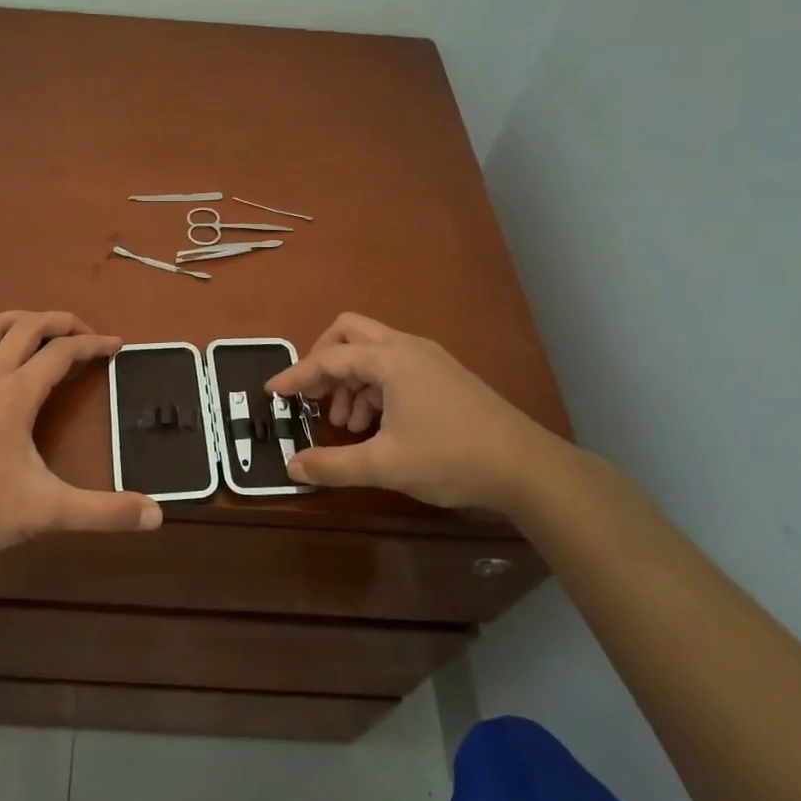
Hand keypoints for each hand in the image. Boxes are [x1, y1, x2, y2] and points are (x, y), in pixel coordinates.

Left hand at [0, 311, 162, 557]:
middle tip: (84, 334)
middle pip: (28, 325)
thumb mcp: (48, 511)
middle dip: (62, 322)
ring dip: (22, 320)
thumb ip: (103, 512)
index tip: (117, 345)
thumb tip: (157, 515)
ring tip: (41, 332)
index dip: (94, 344)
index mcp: (17, 392)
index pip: (63, 351)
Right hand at [265, 312, 580, 516]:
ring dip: (350, 380)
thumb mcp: (385, 465)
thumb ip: (333, 465)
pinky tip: (376, 424)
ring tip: (347, 424)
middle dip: (323, 361)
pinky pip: (394, 366)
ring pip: (373, 351)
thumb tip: (293, 467)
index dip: (296, 376)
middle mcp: (407, 347)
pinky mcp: (444, 374)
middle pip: (349, 332)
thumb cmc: (451, 458)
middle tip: (313, 397)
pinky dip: (374, 386)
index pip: (328, 358)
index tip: (273, 392)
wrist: (527, 468)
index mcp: (390, 359)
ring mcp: (429, 358)